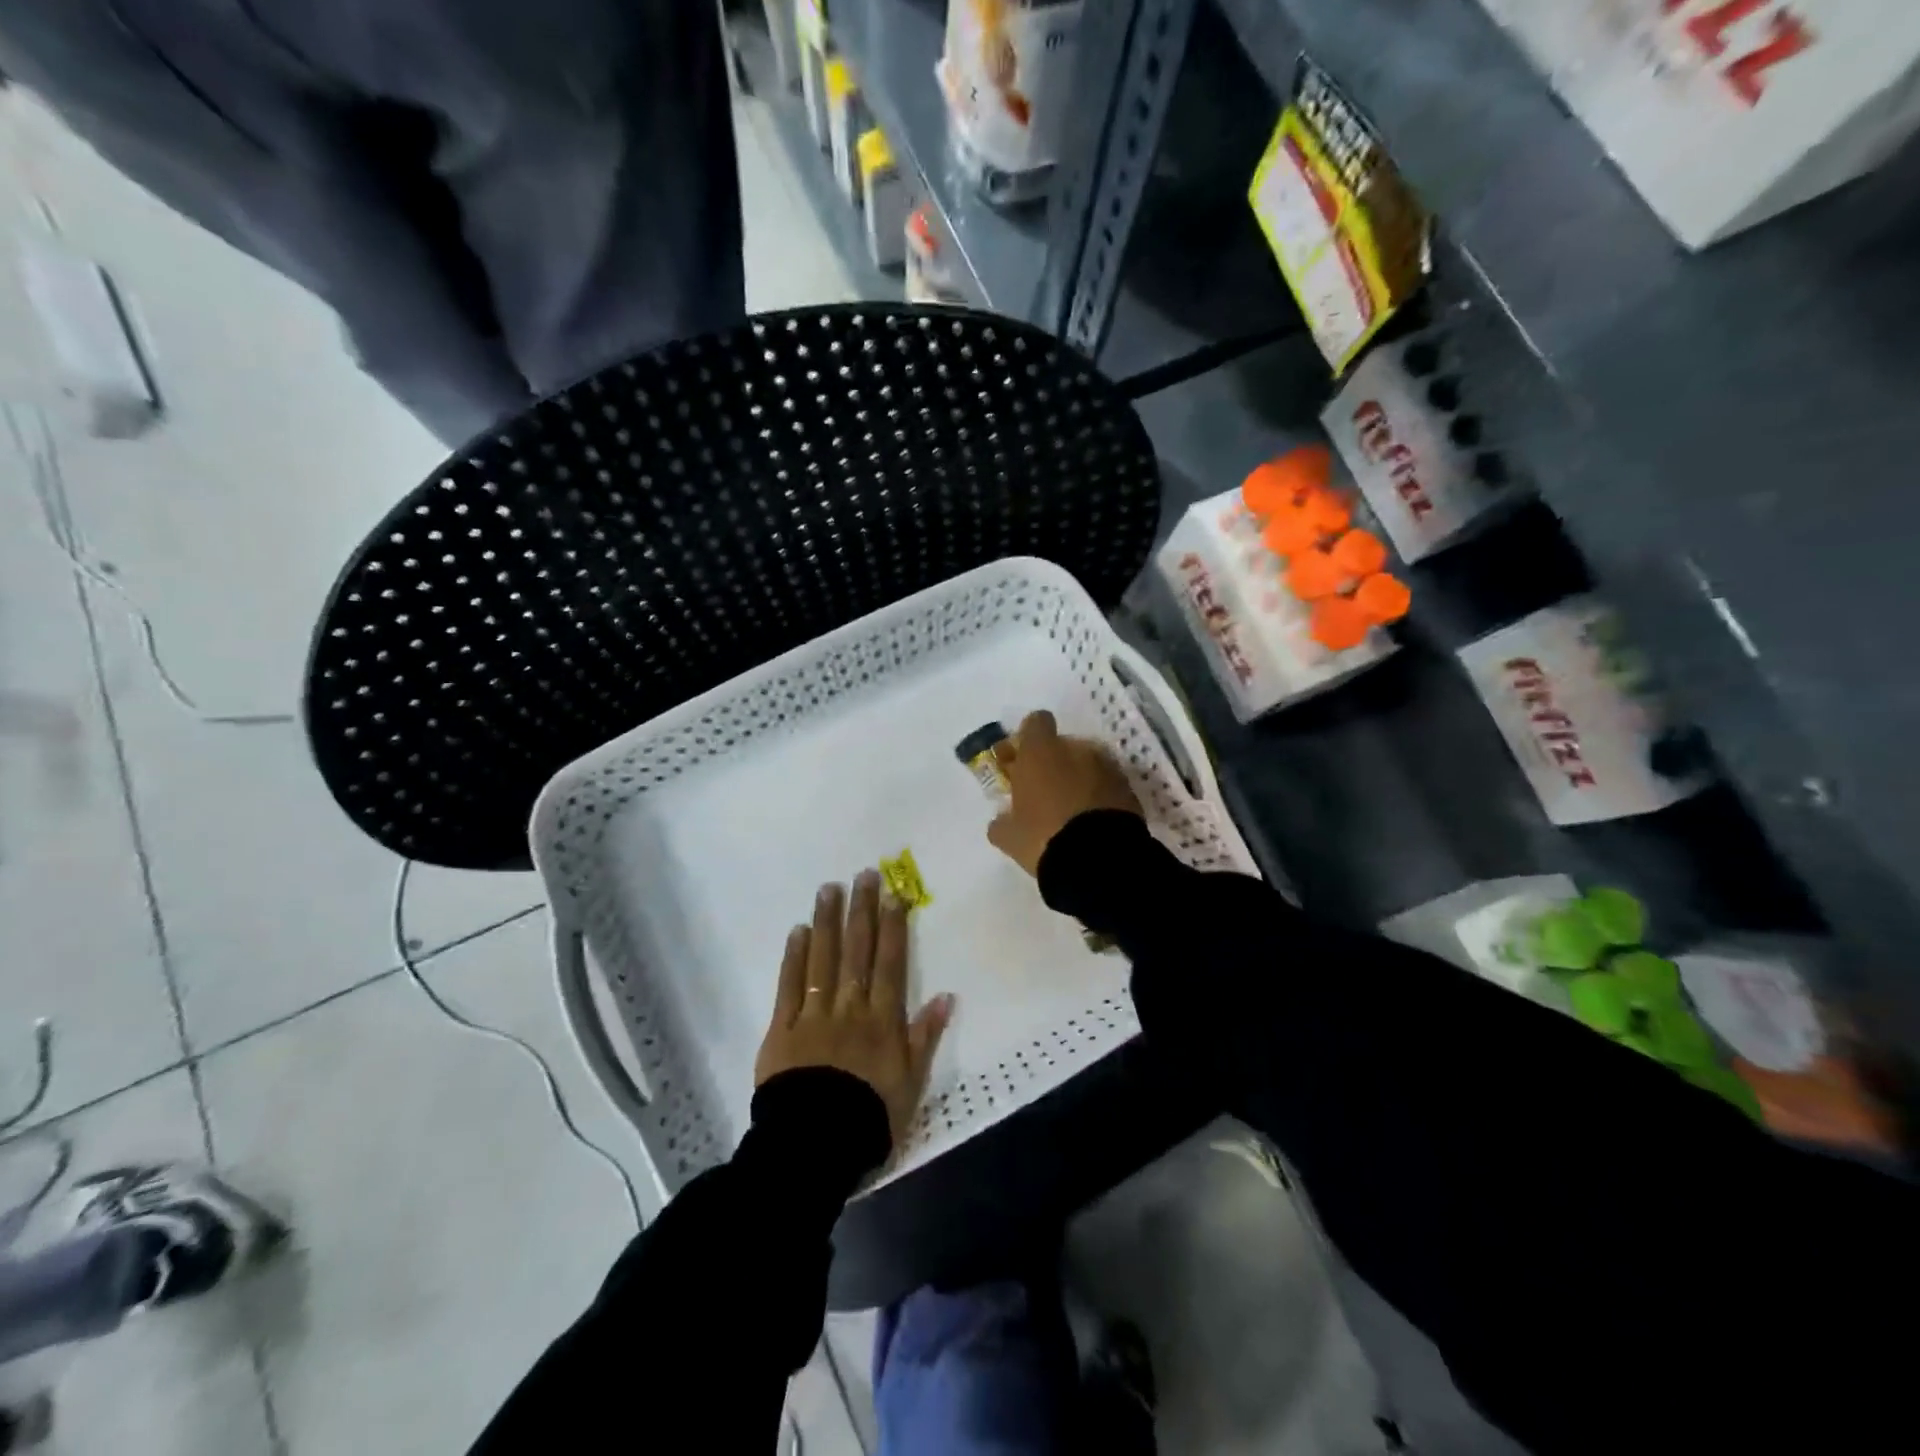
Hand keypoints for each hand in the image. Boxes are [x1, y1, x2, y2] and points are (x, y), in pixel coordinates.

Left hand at [755, 870, 954, 1146]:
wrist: (814, 1147)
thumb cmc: (869, 1117)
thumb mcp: (911, 1084)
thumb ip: (926, 1037)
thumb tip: (947, 996)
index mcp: (882, 1020)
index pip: (890, 963)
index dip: (893, 927)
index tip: (894, 894)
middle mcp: (849, 1007)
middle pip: (857, 951)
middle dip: (862, 911)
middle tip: (863, 874)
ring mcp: (813, 1015)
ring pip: (822, 959)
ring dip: (827, 922)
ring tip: (829, 888)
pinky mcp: (781, 1029)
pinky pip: (789, 986)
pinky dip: (794, 957)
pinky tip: (798, 930)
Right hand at [986, 710, 1141, 875]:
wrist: (1099, 859)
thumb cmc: (1043, 837)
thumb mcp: (1009, 836)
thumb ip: (1001, 822)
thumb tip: (1000, 821)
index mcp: (1040, 752)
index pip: (1036, 722)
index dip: (1027, 739)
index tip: (1020, 760)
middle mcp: (1076, 749)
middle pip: (1062, 744)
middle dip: (1053, 762)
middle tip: (1044, 791)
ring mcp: (1106, 766)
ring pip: (1087, 763)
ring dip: (1078, 778)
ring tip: (1071, 810)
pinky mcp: (1129, 787)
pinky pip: (1108, 783)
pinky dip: (1099, 794)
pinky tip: (1092, 821)